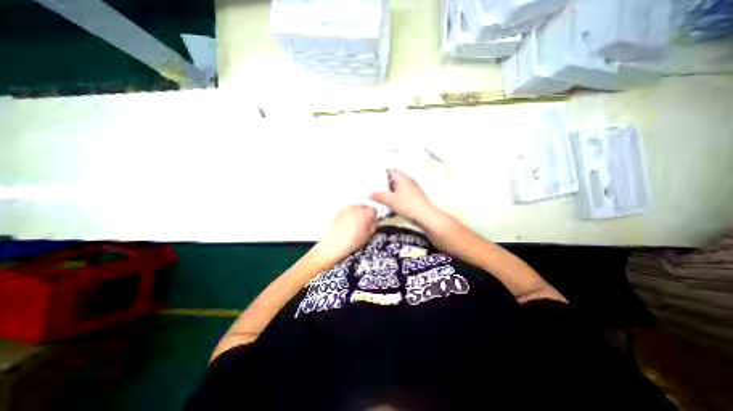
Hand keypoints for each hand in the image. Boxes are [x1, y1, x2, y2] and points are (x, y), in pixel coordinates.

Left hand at [314, 206, 377, 262]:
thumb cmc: (349, 242)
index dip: (374, 216)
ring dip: (357, 214)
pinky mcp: (340, 211)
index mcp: (365, 213)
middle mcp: (356, 208)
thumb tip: (375, 220)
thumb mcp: (368, 235)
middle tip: (363, 225)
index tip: (372, 221)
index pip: (374, 209)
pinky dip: (349, 215)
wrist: (333, 245)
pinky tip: (347, 225)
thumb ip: (374, 224)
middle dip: (365, 214)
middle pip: (365, 207)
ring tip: (354, 226)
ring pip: (356, 208)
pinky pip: (348, 210)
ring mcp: (347, 208)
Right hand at [369, 172, 437, 226]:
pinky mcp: (412, 200)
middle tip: (376, 190)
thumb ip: (379, 196)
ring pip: (396, 190)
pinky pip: (400, 197)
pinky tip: (390, 207)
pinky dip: (394, 201)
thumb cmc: (412, 206)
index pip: (391, 171)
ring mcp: (411, 191)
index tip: (375, 177)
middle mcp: (408, 183)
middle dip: (384, 186)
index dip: (382, 173)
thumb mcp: (390, 200)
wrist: (424, 216)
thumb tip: (372, 194)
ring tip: (381, 199)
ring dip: (389, 194)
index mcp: (403, 178)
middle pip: (393, 181)